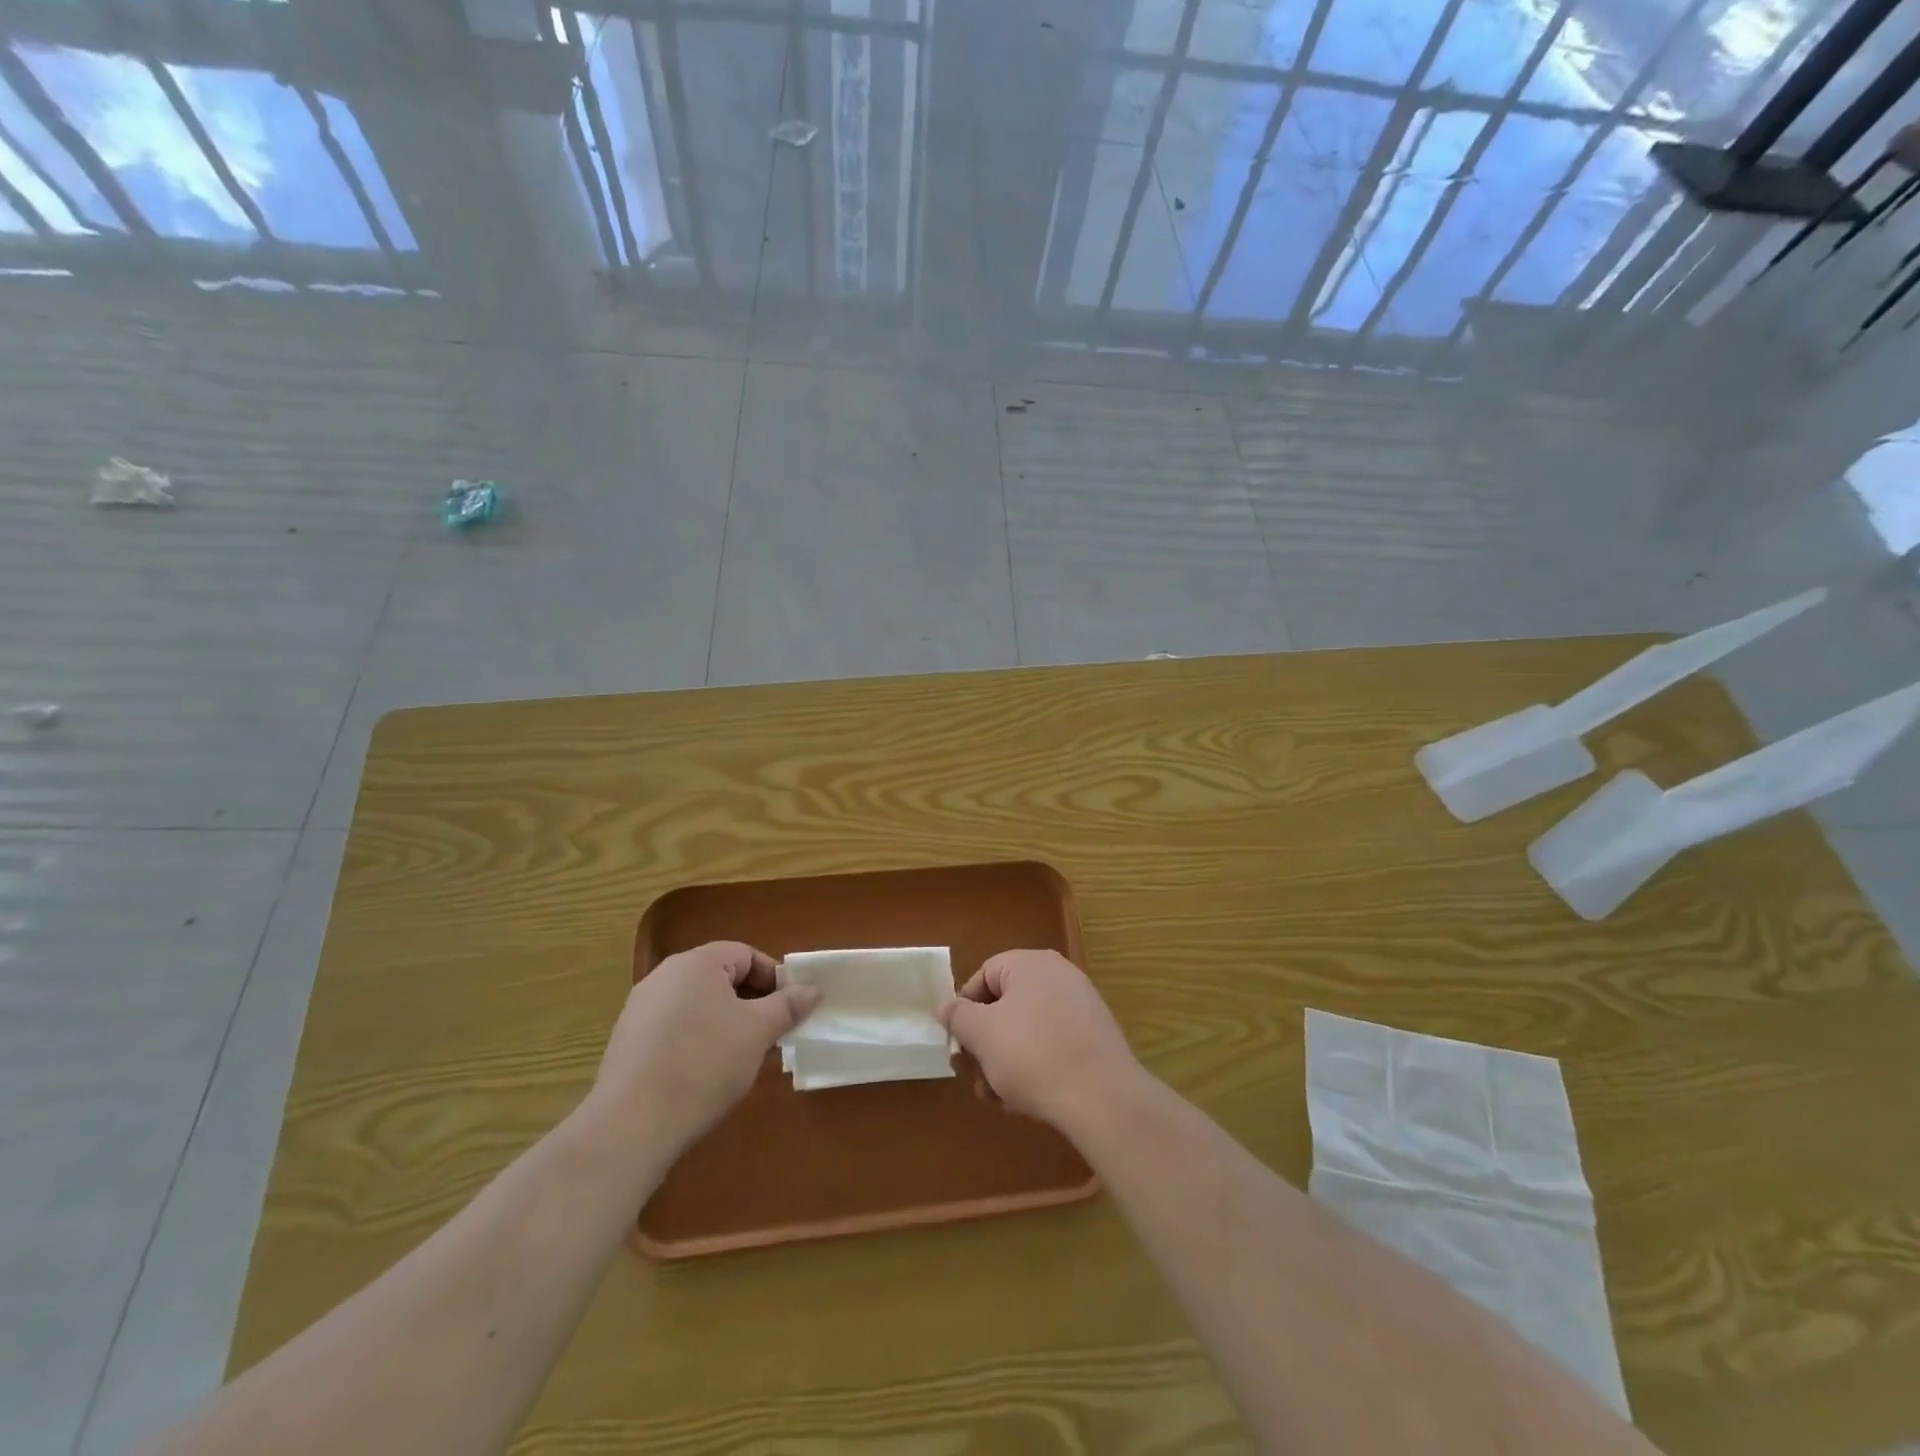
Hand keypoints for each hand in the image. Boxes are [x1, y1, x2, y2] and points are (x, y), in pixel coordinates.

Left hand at [594, 941, 819, 1148]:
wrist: (631, 1125)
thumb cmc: (704, 1064)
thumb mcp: (758, 1032)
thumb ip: (788, 1005)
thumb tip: (812, 988)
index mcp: (696, 963)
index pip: (746, 954)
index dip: (774, 978)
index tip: (790, 1009)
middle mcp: (664, 976)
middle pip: (720, 978)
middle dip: (752, 1002)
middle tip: (772, 1034)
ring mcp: (640, 1009)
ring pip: (698, 1004)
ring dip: (726, 1022)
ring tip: (742, 1057)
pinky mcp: (627, 1041)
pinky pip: (674, 1027)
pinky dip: (697, 1040)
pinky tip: (705, 1074)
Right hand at [939, 949, 1142, 1131]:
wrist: (1102, 1098)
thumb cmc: (1032, 1055)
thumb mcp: (982, 1034)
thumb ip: (958, 1015)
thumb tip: (947, 1005)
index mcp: (1032, 963)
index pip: (984, 975)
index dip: (965, 1009)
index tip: (959, 1044)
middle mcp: (1059, 975)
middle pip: (1006, 1004)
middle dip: (985, 1043)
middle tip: (976, 1078)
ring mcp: (1081, 1005)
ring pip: (1027, 1029)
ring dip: (1006, 1061)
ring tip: (999, 1098)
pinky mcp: (1095, 1037)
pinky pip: (1053, 1043)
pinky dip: (1035, 1066)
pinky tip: (1027, 1100)